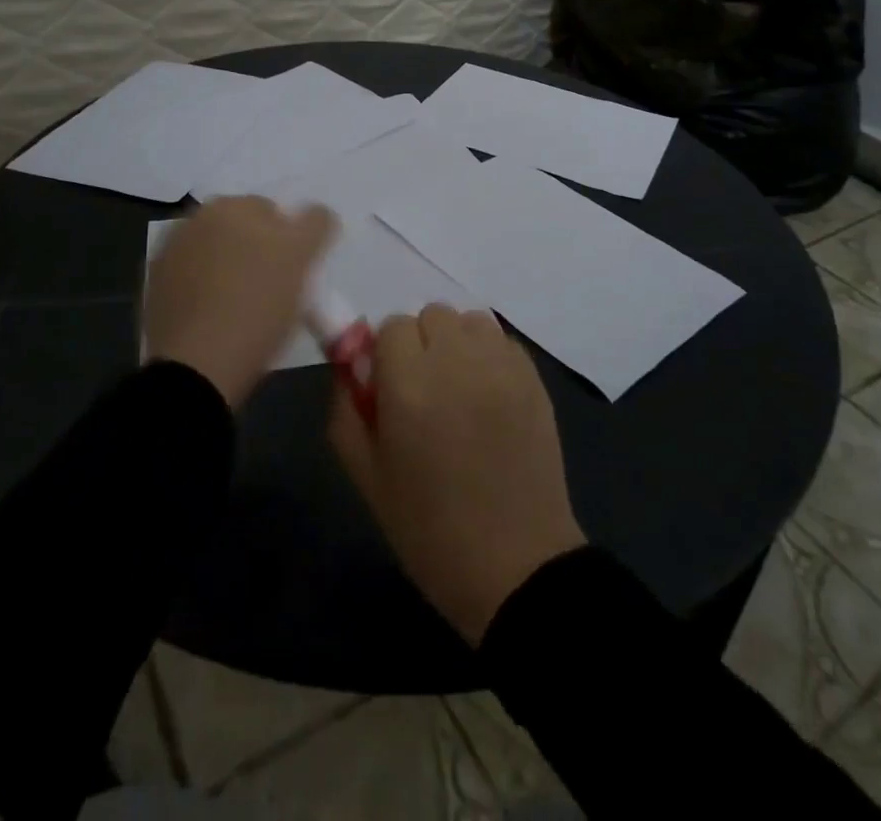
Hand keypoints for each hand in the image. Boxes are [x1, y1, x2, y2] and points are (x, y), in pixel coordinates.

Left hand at [145, 197, 336, 408]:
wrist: (197, 367)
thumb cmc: (258, 308)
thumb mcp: (300, 262)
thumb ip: (315, 225)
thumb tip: (317, 213)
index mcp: (231, 206)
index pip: (275, 212)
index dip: (291, 242)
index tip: (295, 273)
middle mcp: (196, 218)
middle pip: (243, 228)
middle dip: (258, 248)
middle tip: (273, 288)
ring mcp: (171, 251)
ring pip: (217, 251)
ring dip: (230, 265)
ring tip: (241, 304)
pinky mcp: (155, 285)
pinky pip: (192, 276)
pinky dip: (204, 286)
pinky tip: (215, 314)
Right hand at [328, 305, 585, 645]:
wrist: (516, 565)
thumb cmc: (429, 529)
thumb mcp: (367, 477)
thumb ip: (346, 409)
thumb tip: (348, 365)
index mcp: (410, 387)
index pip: (392, 326)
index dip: (386, 355)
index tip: (390, 389)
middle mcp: (457, 363)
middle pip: (431, 314)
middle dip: (420, 344)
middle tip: (424, 390)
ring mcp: (502, 368)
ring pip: (469, 320)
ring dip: (456, 343)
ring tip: (458, 388)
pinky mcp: (534, 379)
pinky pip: (501, 341)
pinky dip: (489, 356)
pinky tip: (489, 398)